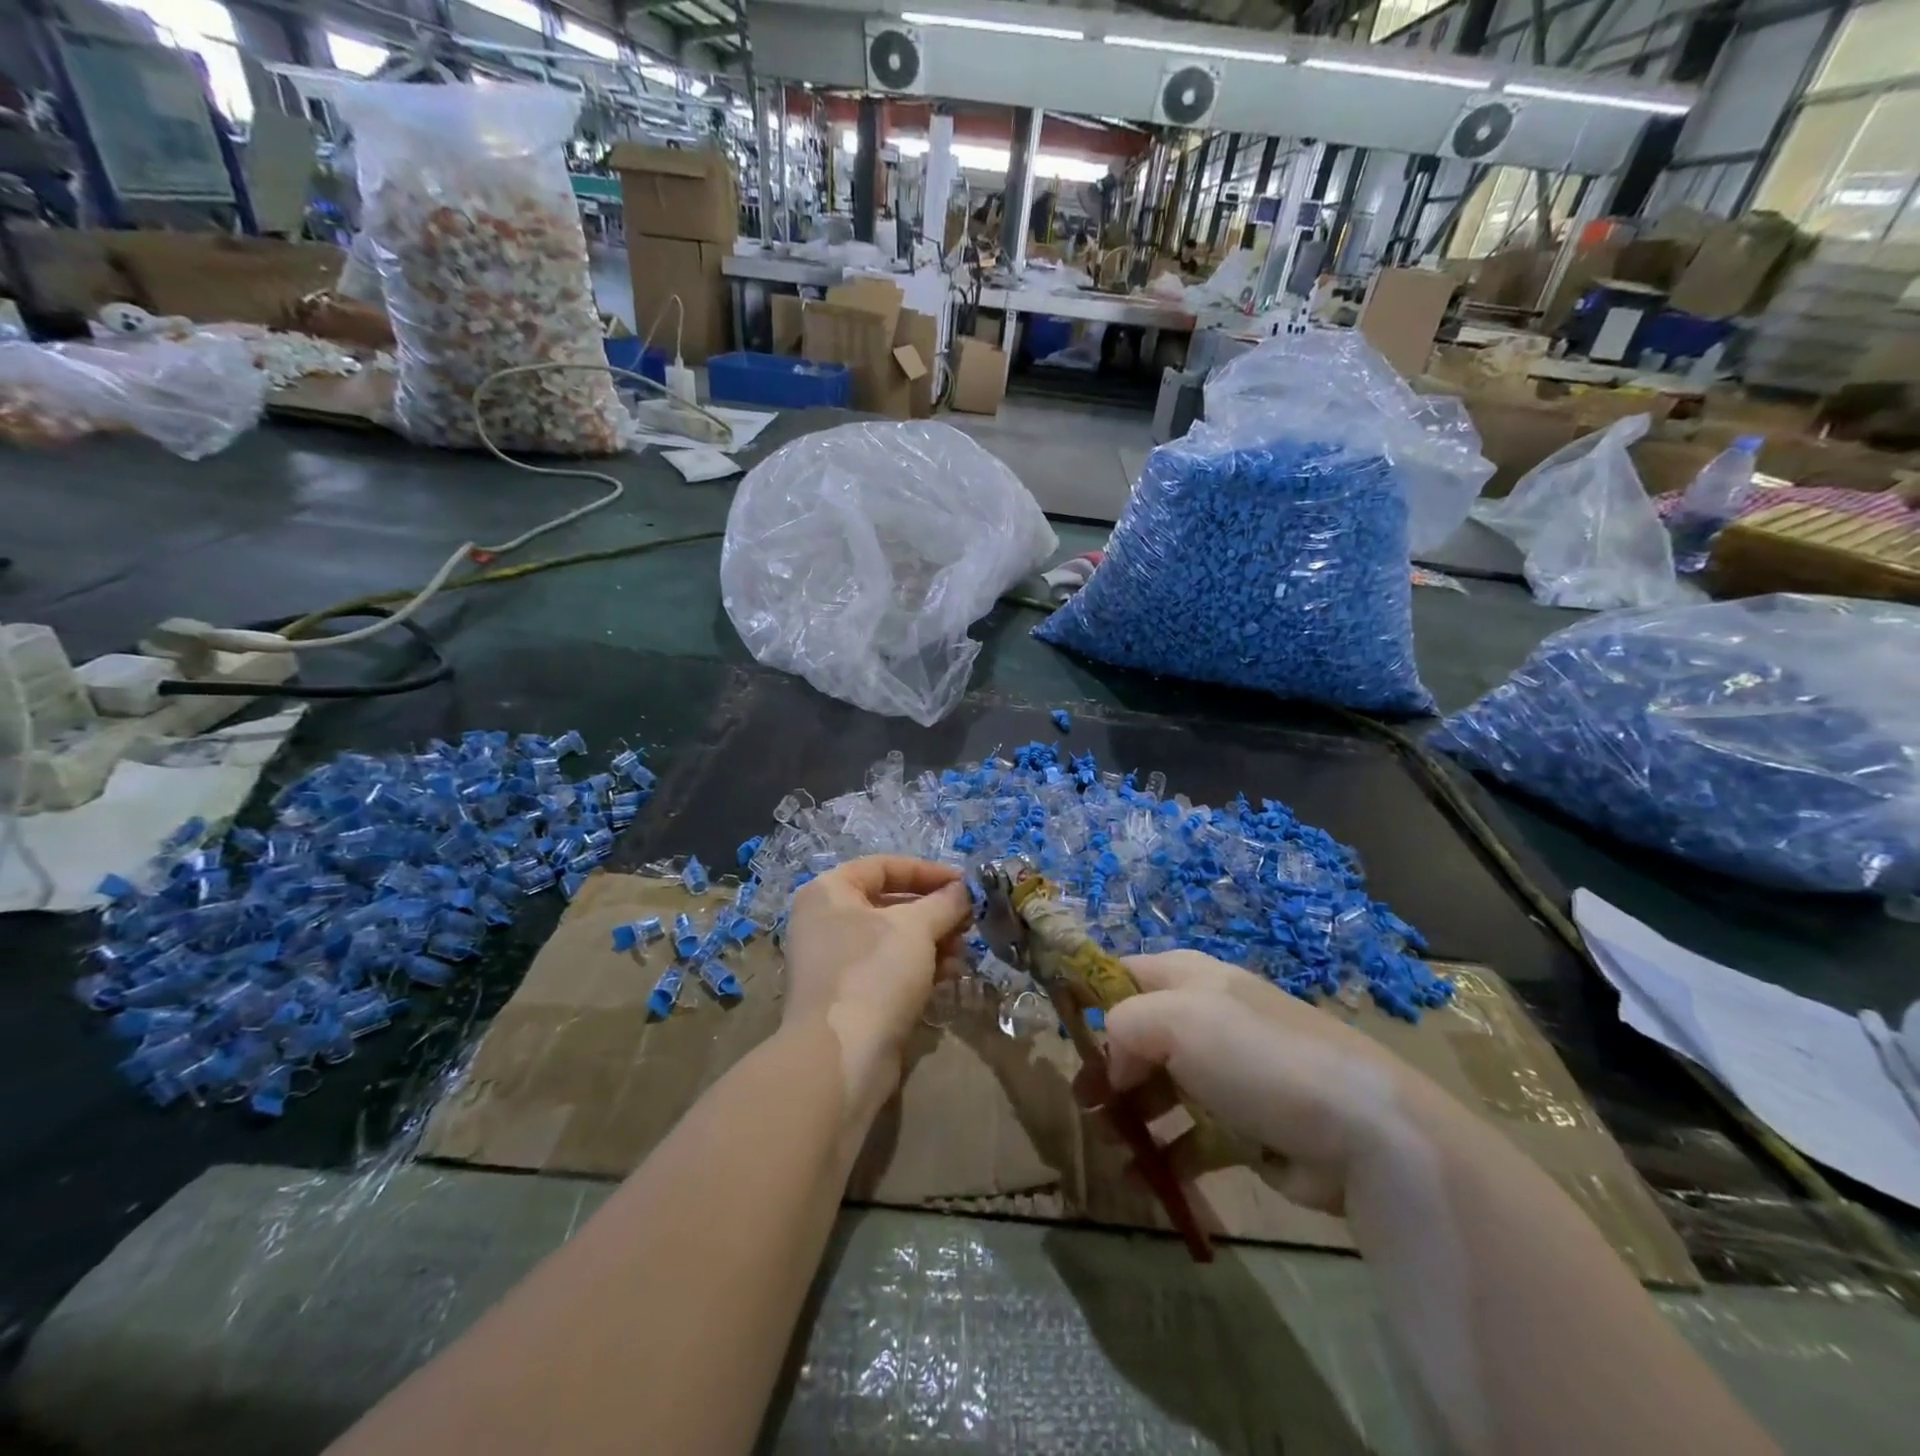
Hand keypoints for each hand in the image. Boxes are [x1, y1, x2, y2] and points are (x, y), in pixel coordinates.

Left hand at [781, 855, 973, 1119]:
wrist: (841, 1057)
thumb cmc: (874, 972)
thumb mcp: (916, 927)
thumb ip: (944, 902)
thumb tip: (964, 890)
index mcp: (829, 892)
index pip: (884, 866)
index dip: (927, 871)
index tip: (965, 884)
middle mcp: (825, 922)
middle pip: (889, 904)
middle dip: (934, 911)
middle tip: (969, 920)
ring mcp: (834, 962)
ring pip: (893, 939)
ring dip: (933, 941)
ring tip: (964, 952)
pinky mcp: (848, 997)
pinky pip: (888, 970)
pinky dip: (919, 968)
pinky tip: (950, 976)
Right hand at [1097, 951, 1437, 1214]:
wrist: (1362, 1131)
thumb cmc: (1256, 1057)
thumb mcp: (1176, 1020)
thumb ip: (1124, 1025)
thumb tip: (1111, 1062)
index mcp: (1190, 977)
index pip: (1124, 973)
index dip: (1091, 998)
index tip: (1064, 1036)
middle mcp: (1206, 1017)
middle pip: (1138, 1035)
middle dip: (1107, 1068)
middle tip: (1083, 1105)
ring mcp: (1227, 1073)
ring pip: (1161, 1087)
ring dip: (1130, 1114)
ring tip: (1109, 1145)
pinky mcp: (1246, 1126)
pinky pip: (1192, 1136)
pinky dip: (1167, 1154)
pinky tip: (1145, 1178)